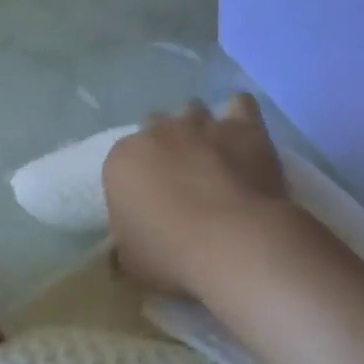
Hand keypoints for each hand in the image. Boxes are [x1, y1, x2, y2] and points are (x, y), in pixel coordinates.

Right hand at [103, 94, 290, 296]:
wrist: (234, 244)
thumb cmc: (171, 254)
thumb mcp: (130, 259)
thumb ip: (125, 241)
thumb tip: (128, 242)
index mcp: (121, 159)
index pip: (122, 160)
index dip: (137, 177)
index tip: (149, 199)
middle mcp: (156, 132)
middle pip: (155, 126)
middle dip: (164, 145)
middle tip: (179, 175)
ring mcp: (200, 125)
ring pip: (192, 109)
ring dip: (198, 126)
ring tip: (211, 153)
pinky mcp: (242, 127)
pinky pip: (239, 104)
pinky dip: (239, 114)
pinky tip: (241, 133)